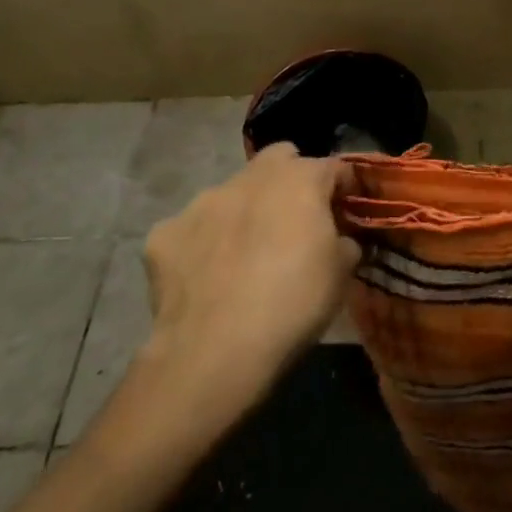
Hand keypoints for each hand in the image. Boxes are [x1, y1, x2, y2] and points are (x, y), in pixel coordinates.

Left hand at [138, 144, 358, 405]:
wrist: (215, 351)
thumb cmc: (294, 303)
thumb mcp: (341, 274)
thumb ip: (344, 242)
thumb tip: (340, 239)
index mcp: (300, 179)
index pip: (333, 167)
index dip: (344, 187)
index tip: (347, 211)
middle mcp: (250, 178)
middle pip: (278, 160)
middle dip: (290, 180)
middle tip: (295, 221)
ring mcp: (202, 202)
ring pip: (232, 193)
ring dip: (244, 212)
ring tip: (245, 255)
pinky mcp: (164, 233)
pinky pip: (191, 229)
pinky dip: (202, 244)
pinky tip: (207, 277)